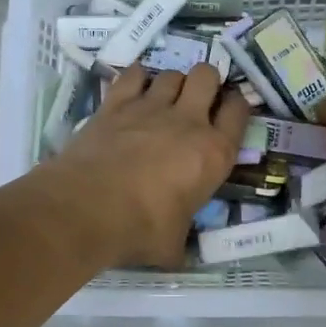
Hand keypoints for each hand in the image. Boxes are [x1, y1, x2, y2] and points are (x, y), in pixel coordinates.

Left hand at [35, 64, 249, 268]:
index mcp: (214, 153)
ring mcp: (149, 107)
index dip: (237, 105)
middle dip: (206, 82)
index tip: (229, 110)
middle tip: (197, 100)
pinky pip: (133, 75)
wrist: (86, 209)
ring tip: (164, 99)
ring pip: (171, 73)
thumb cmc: (140, 229)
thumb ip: (182, 240)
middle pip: (207, 76)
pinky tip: (135, 89)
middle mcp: (187, 121)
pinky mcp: (115, 104)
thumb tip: (177, 253)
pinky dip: (137, 78)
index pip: (239, 111)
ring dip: (172, 83)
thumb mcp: (174, 244)